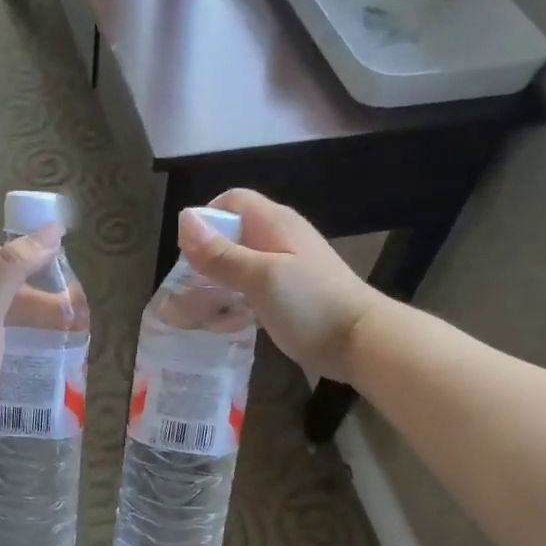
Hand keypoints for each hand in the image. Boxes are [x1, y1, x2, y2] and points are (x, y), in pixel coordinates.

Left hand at [0, 228, 61, 444]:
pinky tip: (48, 358)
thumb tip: (52, 231)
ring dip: (38, 323)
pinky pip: (8, 346)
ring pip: (9, 320)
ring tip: (69, 336)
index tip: (62, 269)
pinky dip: (30, 346)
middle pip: (6, 290)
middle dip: (41, 297)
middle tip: (75, 313)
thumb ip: (14, 266)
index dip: (28, 257)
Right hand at [178, 190, 382, 381]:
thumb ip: (221, 253)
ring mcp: (285, 270)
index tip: (189, 254)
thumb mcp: (261, 277)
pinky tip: (224, 326)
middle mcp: (278, 240)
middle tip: (186, 290)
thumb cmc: (311, 305)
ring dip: (216, 286)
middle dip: (204, 260)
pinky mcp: (287, 297)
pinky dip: (233, 304)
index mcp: (274, 224)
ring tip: (196, 313)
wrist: (362, 343)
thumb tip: (183, 219)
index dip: (205, 220)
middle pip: (230, 237)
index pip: (231, 202)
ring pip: (238, 268)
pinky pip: (250, 292)